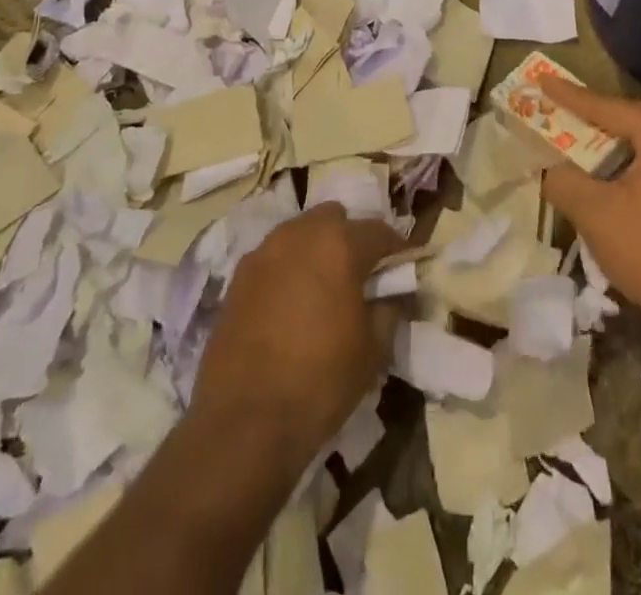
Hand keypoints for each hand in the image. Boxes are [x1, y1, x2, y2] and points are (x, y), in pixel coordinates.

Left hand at [190, 204, 403, 467]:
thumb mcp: (373, 349)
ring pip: (300, 233)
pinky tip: (289, 305)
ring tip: (321, 289)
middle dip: (350, 238)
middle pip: (334, 219)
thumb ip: (389, 308)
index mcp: (340, 244)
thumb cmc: (320, 381)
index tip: (403, 268)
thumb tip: (392, 293)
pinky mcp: (238, 276)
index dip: (396, 250)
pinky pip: (273, 258)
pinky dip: (287, 270)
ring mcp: (265, 251)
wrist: (243, 422)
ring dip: (316, 250)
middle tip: (358, 275)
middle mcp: (301, 234)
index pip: (380, 231)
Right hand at [539, 80, 640, 344]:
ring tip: (587, 138)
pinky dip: (636, 158)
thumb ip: (564, 180)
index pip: (610, 108)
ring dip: (619, 136)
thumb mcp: (593, 212)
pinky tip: (616, 174)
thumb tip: (551, 170)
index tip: (543, 80)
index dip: (572, 96)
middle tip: (567, 109)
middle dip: (600, 112)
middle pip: (637, 115)